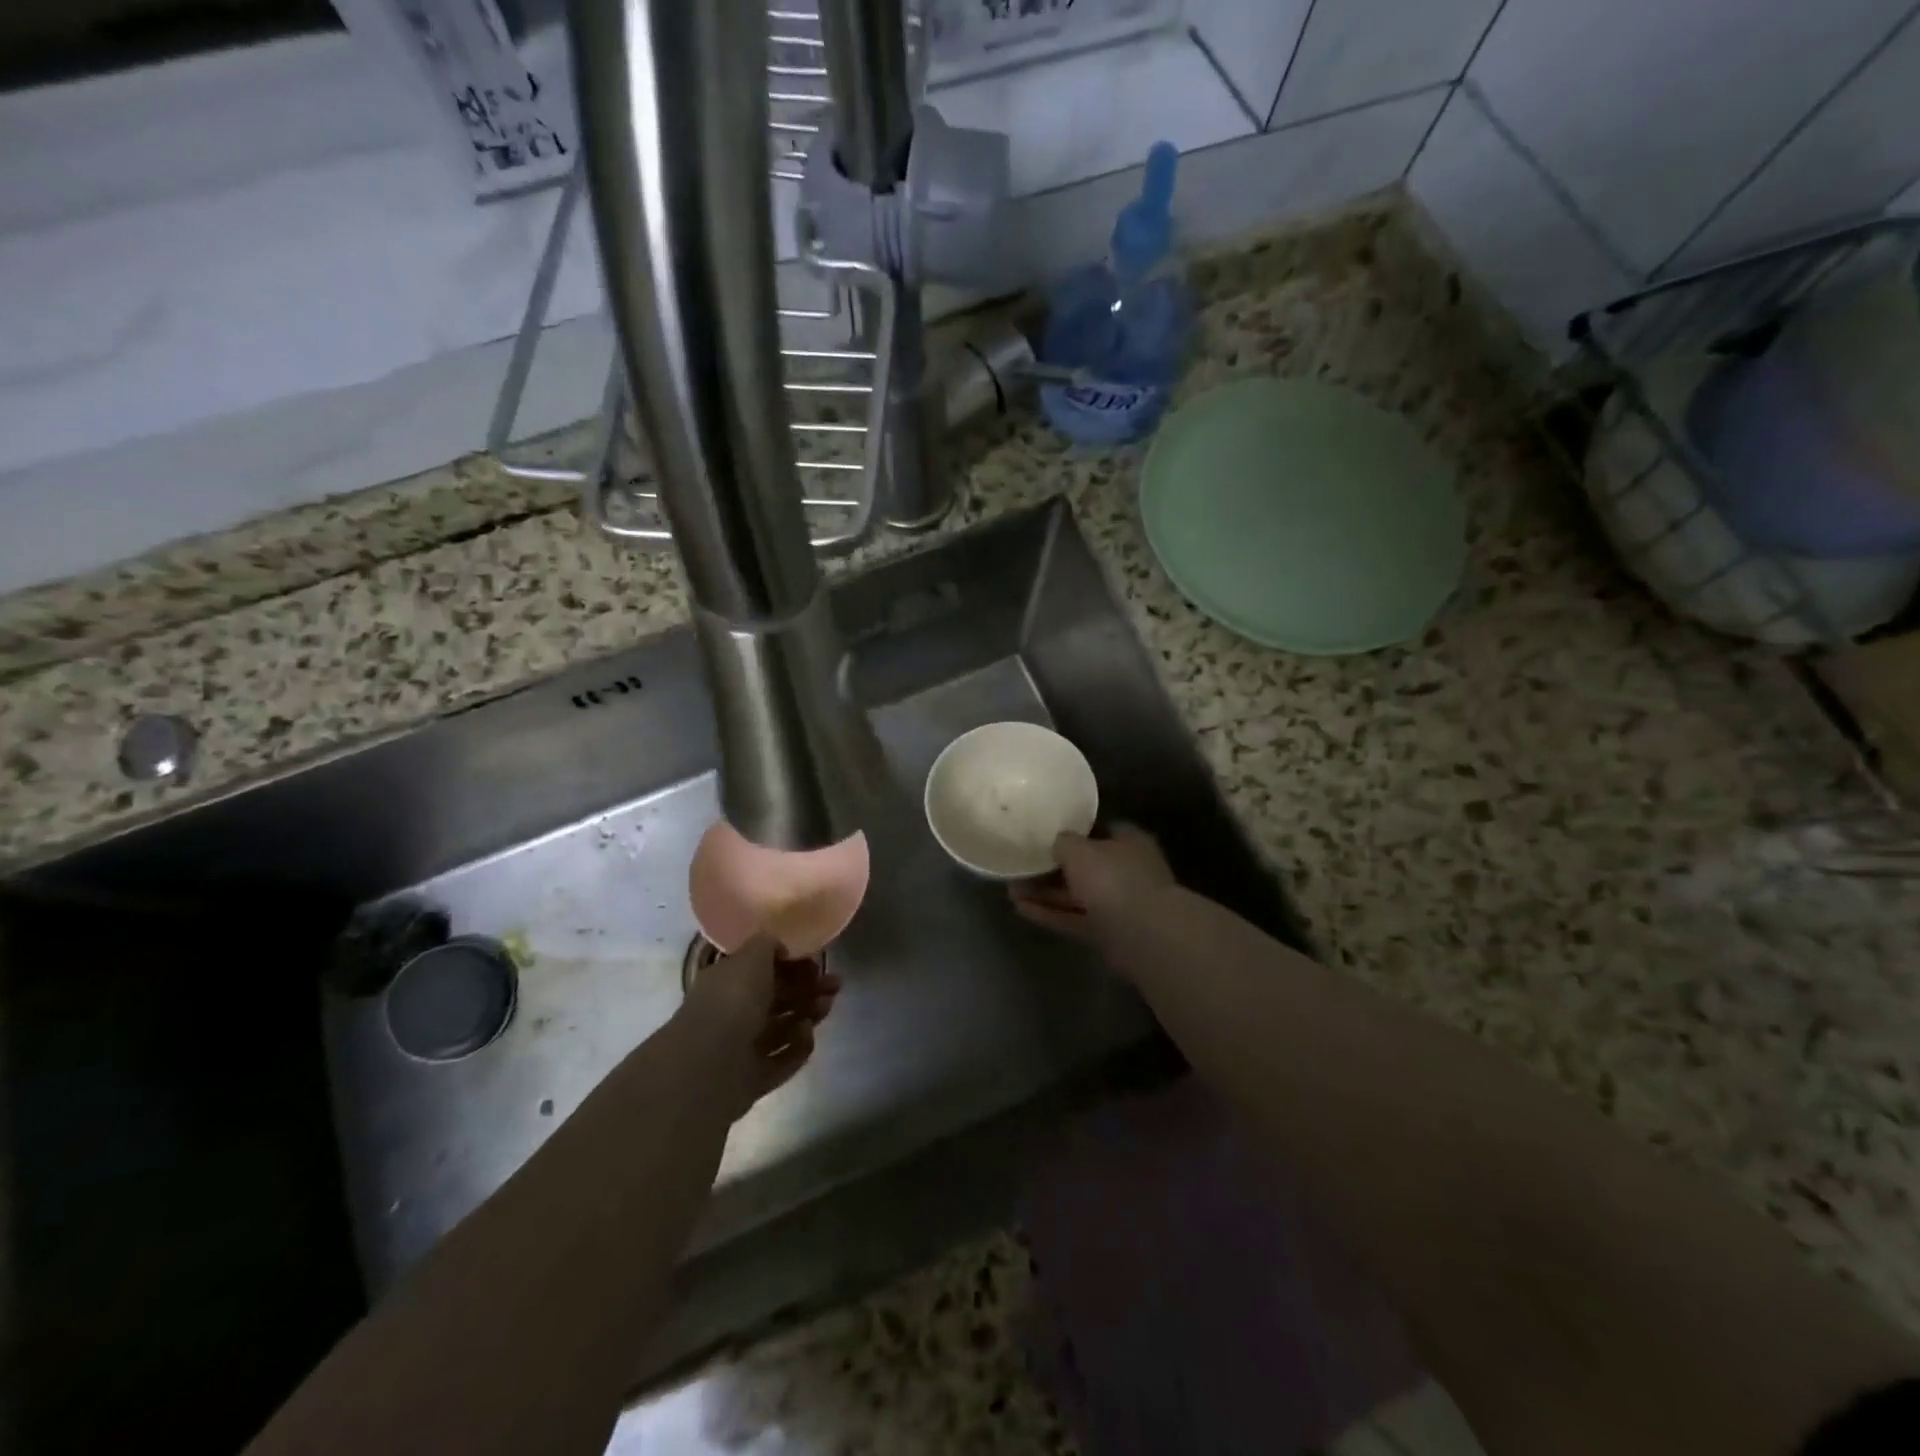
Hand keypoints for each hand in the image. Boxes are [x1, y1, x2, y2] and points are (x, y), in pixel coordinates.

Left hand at [677, 936, 840, 1117]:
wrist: (710, 1064)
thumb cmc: (732, 1000)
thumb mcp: (752, 956)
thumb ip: (768, 945)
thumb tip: (780, 948)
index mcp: (728, 981)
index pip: (763, 968)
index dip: (792, 963)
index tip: (816, 960)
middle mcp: (734, 1012)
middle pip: (778, 998)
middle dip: (809, 988)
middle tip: (835, 983)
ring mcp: (743, 1047)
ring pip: (784, 1027)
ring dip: (809, 1013)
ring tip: (827, 1005)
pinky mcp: (755, 1077)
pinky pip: (783, 1059)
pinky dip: (798, 1046)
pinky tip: (806, 1035)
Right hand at [1011, 824, 1176, 952]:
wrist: (1143, 934)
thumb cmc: (1113, 878)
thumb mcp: (1080, 850)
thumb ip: (1064, 842)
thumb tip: (1057, 841)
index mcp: (1128, 841)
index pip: (1099, 829)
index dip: (1073, 830)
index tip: (1046, 833)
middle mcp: (1126, 869)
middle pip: (1085, 865)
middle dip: (1052, 866)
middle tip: (1022, 864)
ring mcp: (1118, 903)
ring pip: (1076, 894)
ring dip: (1046, 893)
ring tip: (1011, 889)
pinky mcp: (1108, 931)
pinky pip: (1074, 918)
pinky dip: (1051, 913)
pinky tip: (1021, 909)